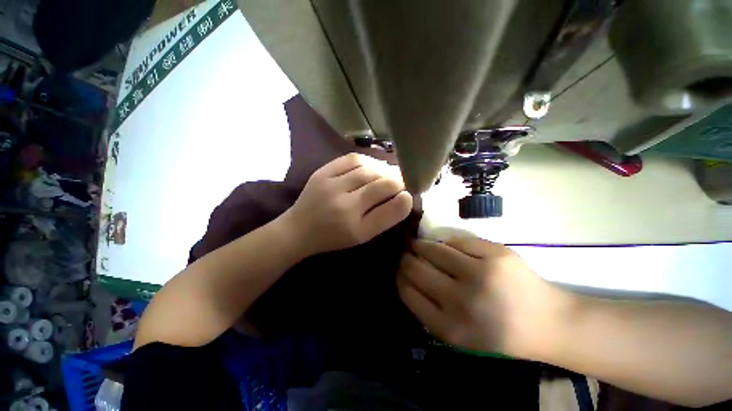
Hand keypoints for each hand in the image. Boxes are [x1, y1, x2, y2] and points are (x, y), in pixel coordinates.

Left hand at [282, 153, 412, 255]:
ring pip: (367, 169)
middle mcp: (342, 204)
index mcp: (354, 226)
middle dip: (397, 179)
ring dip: (384, 169)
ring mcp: (330, 184)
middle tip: (403, 180)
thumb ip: (385, 218)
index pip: (389, 207)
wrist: (299, 229)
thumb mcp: (362, 235)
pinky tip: (373, 165)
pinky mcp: (321, 172)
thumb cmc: (333, 237)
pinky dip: (367, 160)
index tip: (409, 194)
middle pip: (380, 183)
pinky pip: (350, 159)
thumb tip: (405, 197)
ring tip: (390, 173)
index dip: (404, 197)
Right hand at [397, 238, 570, 357]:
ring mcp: (480, 274)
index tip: (399, 269)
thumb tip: (405, 275)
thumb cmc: (497, 331)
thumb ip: (427, 309)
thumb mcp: (457, 334)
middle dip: (406, 258)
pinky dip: (446, 242)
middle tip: (406, 253)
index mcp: (449, 327)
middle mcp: (461, 301)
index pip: (407, 290)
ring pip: (432, 249)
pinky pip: (456, 241)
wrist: (547, 323)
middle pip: (415, 267)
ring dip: (421, 245)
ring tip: (419, 244)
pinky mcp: (495, 254)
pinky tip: (445, 245)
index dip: (399, 276)